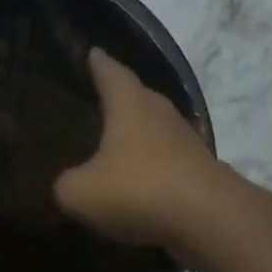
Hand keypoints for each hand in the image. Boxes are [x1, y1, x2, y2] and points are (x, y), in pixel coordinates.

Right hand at [55, 48, 220, 247]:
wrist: (206, 218)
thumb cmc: (137, 190)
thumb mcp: (80, 193)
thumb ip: (65, 184)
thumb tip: (67, 184)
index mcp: (130, 104)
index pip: (111, 72)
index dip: (98, 63)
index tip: (92, 53)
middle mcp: (160, 112)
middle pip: (137, 97)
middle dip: (119, 99)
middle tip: (97, 103)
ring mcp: (184, 140)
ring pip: (154, 129)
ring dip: (137, 136)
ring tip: (114, 144)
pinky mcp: (198, 169)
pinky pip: (166, 160)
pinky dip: (150, 166)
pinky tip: (137, 181)